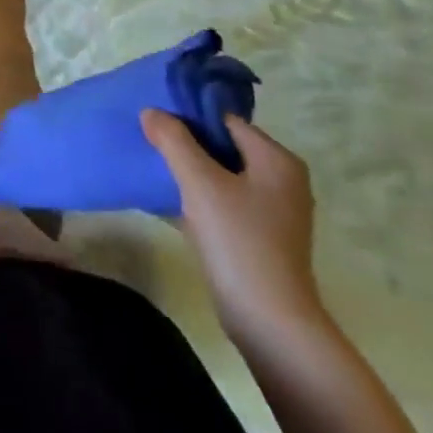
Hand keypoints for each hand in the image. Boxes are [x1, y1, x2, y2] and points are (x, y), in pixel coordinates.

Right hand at [141, 109, 324, 345]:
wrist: (269, 320)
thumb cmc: (238, 240)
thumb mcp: (198, 181)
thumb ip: (173, 139)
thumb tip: (151, 112)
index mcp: (277, 160)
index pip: (226, 120)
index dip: (188, 116)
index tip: (154, 120)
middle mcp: (283, 180)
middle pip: (224, 145)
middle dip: (186, 142)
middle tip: (149, 140)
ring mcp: (275, 211)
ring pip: (222, 174)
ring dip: (190, 169)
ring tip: (154, 166)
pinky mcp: (262, 236)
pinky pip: (225, 199)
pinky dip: (200, 194)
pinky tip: (170, 199)